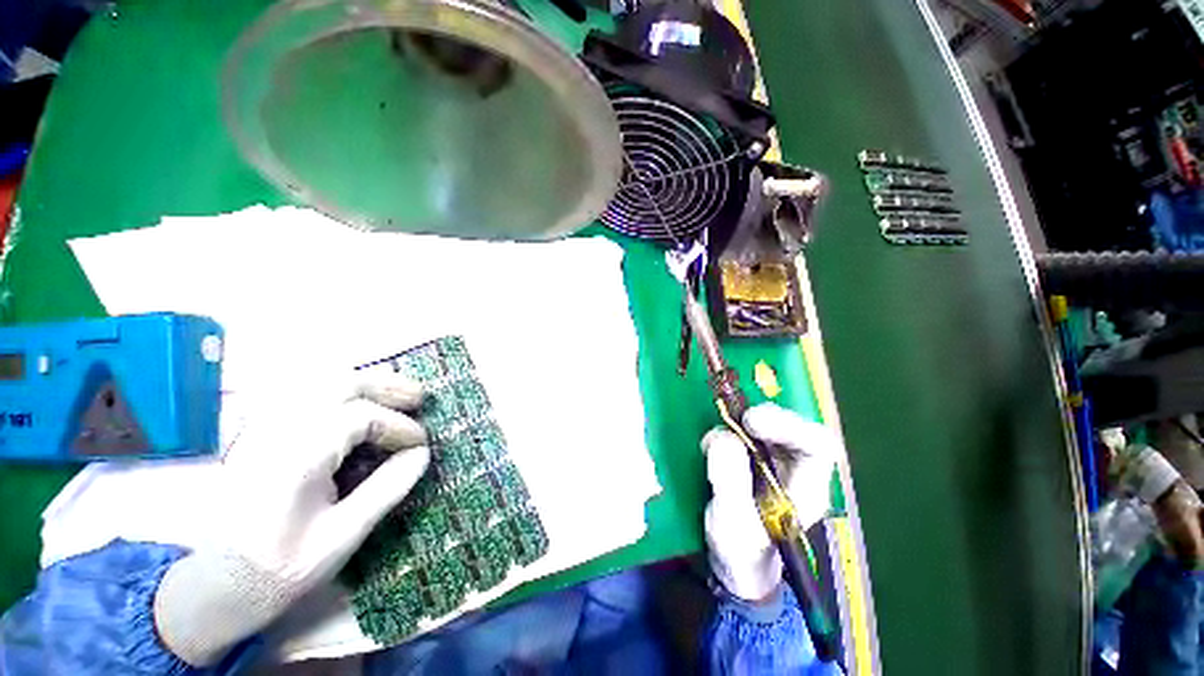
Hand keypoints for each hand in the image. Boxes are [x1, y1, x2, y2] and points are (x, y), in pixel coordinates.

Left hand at [154, 372, 430, 666]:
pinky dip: (335, 391)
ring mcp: (263, 431)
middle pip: (339, 386)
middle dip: (386, 387)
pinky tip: (352, 399)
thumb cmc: (282, 568)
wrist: (219, 585)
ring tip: (394, 390)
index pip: (360, 418)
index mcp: (296, 458)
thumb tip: (421, 455)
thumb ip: (386, 490)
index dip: (399, 426)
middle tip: (419, 397)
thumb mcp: (342, 538)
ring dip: (364, 383)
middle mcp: (277, 433)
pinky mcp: (259, 436)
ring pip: (319, 384)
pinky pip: (301, 396)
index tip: (421, 444)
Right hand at [702, 403, 838, 601]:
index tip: (750, 422)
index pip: (818, 444)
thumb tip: (724, 437)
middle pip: (793, 426)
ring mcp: (774, 460)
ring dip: (738, 425)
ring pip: (766, 424)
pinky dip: (725, 431)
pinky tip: (711, 447)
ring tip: (715, 443)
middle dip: (763, 419)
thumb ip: (730, 481)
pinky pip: (742, 431)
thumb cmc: (742, 552)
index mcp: (808, 488)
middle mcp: (797, 468)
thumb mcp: (732, 522)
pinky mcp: (752, 455)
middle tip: (733, 421)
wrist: (735, 562)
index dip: (788, 425)